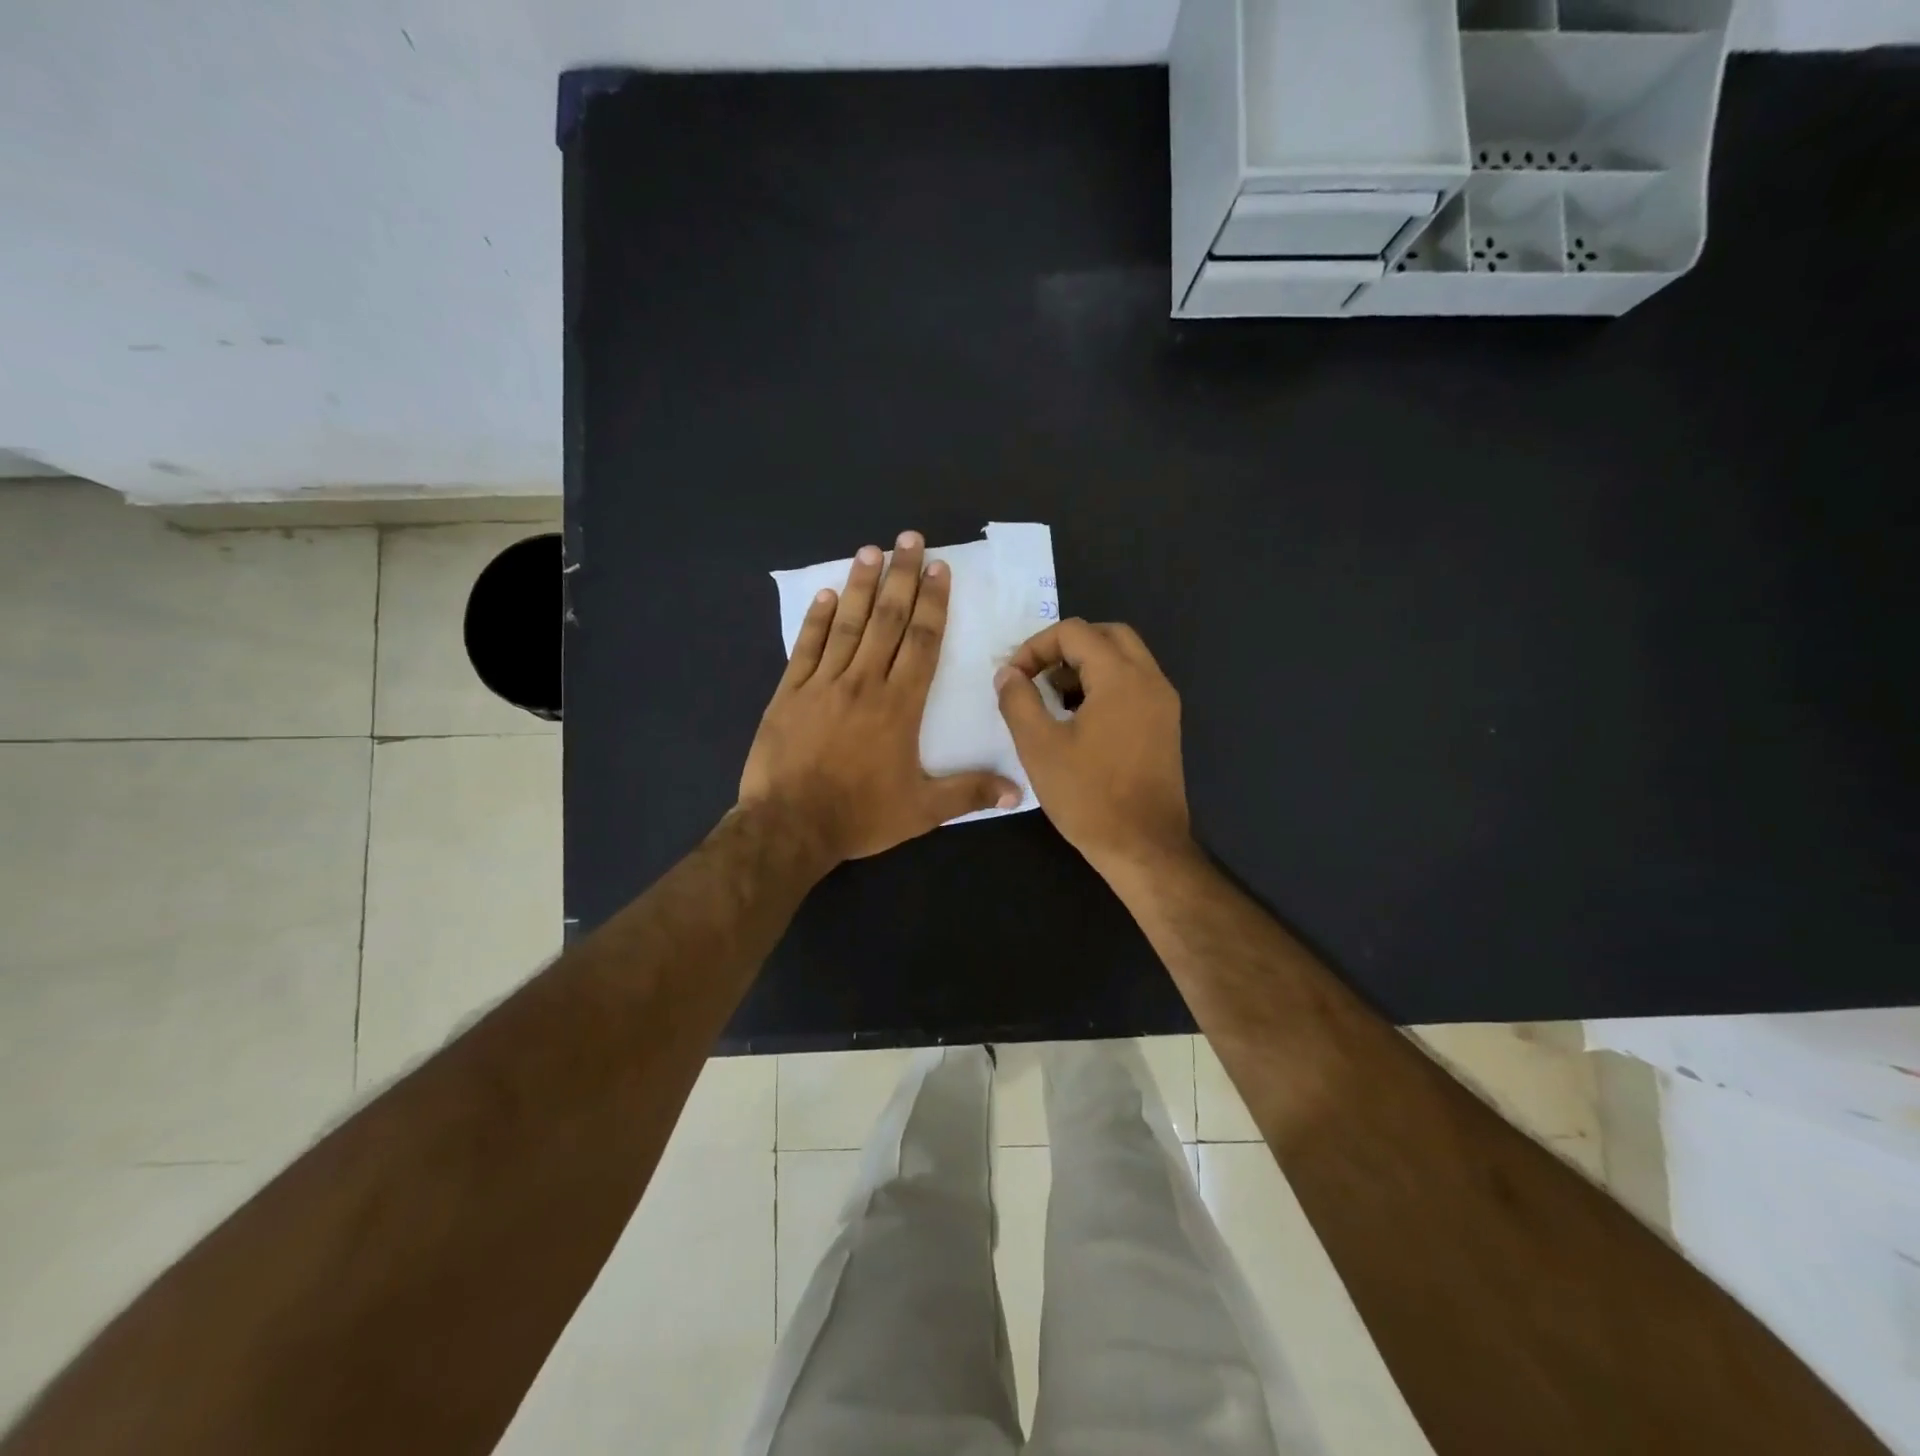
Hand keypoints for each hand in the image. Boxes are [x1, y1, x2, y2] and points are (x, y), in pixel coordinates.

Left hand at [740, 531, 1021, 865]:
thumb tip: (1018, 792)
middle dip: (901, 577)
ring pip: (847, 624)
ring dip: (861, 585)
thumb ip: (969, 794)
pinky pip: (806, 647)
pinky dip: (817, 619)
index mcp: (899, 705)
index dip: (933, 603)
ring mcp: (822, 684)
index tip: (939, 569)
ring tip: (871, 551)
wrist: (789, 826)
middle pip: (886, 620)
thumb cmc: (859, 816)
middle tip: (909, 539)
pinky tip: (827, 596)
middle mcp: (864, 682)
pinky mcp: (789, 693)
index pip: (922, 642)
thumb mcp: (921, 811)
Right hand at [994, 618, 1193, 877]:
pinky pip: (1133, 685)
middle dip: (1065, 648)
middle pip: (1107, 635)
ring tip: (1052, 699)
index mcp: (1121, 678)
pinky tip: (1078, 721)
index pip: (1075, 631)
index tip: (1014, 679)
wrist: (1144, 847)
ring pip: (1124, 659)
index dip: (1036, 647)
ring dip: (1086, 666)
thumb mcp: (1039, 746)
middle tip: (1036, 676)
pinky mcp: (1165, 726)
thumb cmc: (1088, 797)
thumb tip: (1008, 673)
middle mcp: (1150, 680)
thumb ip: (1018, 700)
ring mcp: (1163, 704)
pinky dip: (1104, 686)